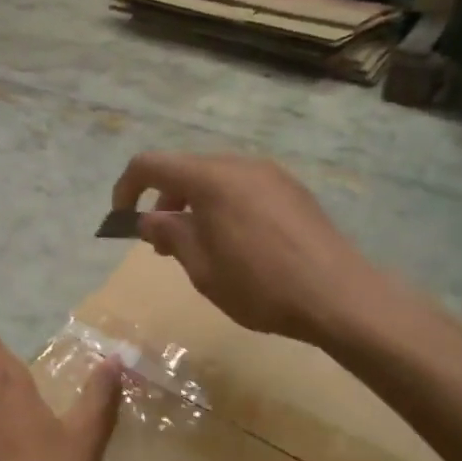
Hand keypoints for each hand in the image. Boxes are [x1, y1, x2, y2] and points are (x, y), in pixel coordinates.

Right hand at [111, 153, 381, 345]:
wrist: (339, 296)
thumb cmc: (260, 286)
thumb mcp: (201, 267)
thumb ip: (169, 234)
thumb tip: (148, 219)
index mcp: (211, 178)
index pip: (150, 164)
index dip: (127, 188)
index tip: (122, 221)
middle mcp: (240, 164)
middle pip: (185, 169)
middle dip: (163, 201)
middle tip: (161, 244)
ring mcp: (271, 174)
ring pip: (216, 178)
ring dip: (194, 205)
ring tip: (198, 246)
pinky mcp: (293, 190)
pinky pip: (244, 188)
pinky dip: (223, 206)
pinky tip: (236, 244)